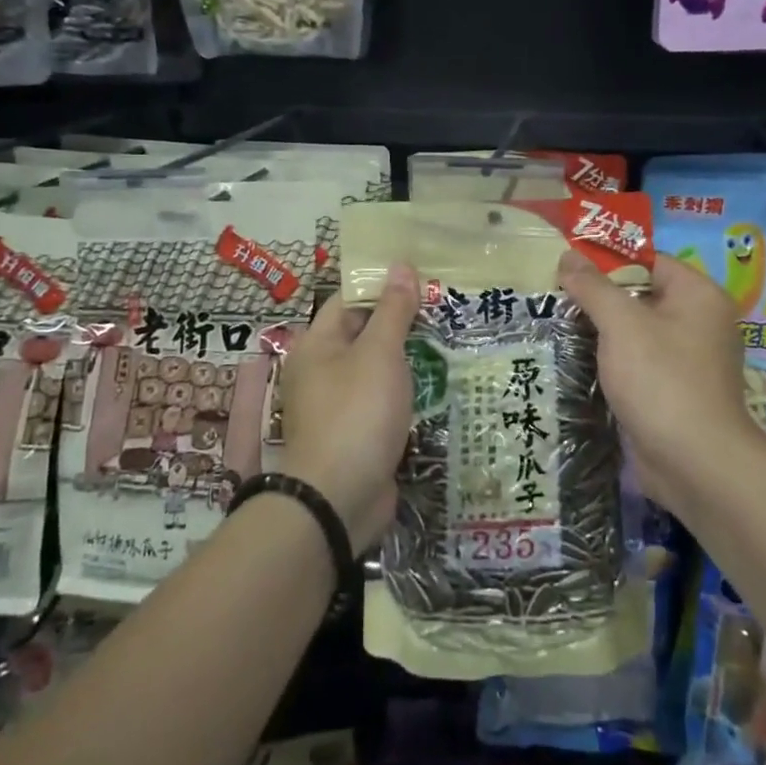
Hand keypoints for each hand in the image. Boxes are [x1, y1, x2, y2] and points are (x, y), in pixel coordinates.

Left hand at [279, 263, 418, 549]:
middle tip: (444, 306)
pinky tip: (436, 385)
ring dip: (407, 359)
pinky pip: (383, 401)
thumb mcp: (380, 353)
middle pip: (364, 334)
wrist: (339, 498)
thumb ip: (393, 310)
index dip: (382, 284)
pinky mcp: (357, 434)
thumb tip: (401, 265)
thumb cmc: (357, 412)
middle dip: (401, 322)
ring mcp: (339, 405)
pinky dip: (405, 392)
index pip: (349, 300)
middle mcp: (322, 371)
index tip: (421, 276)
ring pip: (377, 370)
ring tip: (448, 340)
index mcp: (317, 345)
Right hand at [558, 248, 765, 507]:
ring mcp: (687, 360)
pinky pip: (637, 363)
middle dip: (598, 299)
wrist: (694, 463)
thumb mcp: (622, 324)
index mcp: (698, 295)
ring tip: (555, 326)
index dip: (607, 262)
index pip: (648, 262)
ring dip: (600, 333)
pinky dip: (611, 362)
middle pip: (640, 296)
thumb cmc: (662, 380)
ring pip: (636, 333)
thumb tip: (568, 255)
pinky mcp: (672, 391)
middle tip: (553, 297)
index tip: (566, 267)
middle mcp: (699, 322)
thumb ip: (593, 287)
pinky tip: (575, 362)